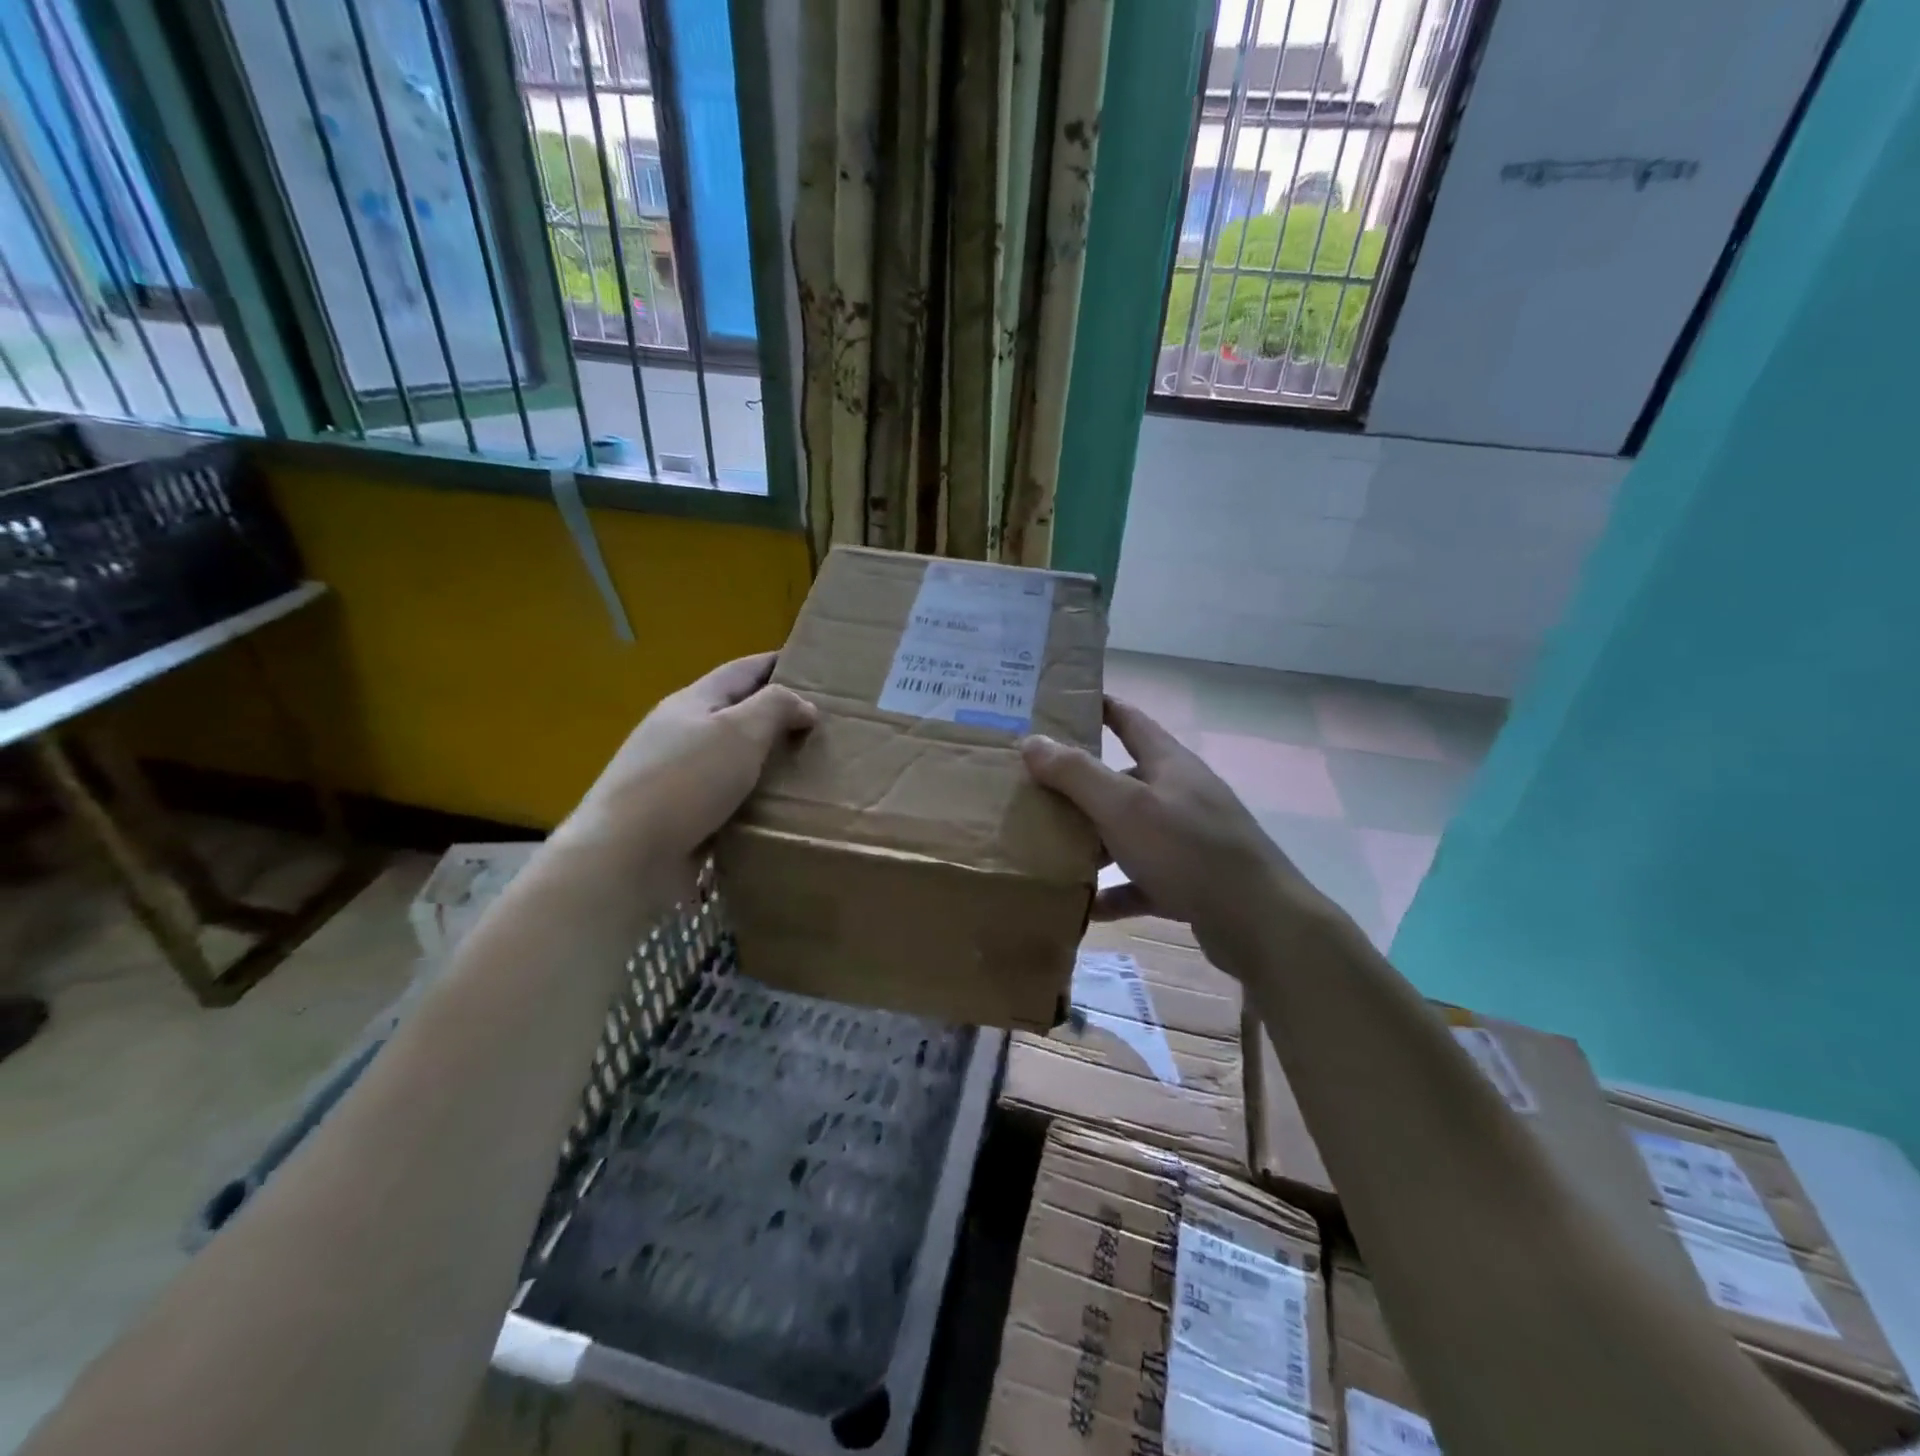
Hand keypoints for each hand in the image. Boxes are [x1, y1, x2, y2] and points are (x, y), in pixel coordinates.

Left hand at [558, 652, 814, 892]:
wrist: (626, 856)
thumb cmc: (687, 781)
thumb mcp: (740, 731)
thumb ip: (776, 708)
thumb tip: (804, 706)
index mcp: (691, 703)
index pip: (741, 671)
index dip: (775, 664)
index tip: (812, 668)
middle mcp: (680, 735)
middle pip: (734, 715)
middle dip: (774, 717)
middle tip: (821, 727)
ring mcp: (675, 779)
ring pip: (731, 760)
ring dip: (765, 762)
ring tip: (808, 771)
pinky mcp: (677, 819)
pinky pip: (725, 800)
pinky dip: (752, 800)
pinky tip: (776, 812)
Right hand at [1021, 697, 1336, 956]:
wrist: (1257, 922)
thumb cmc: (1187, 850)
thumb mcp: (1124, 807)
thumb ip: (1076, 774)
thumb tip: (1032, 741)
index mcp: (1169, 764)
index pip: (1130, 720)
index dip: (1099, 707)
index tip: (1061, 704)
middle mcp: (1180, 794)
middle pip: (1124, 781)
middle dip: (1081, 787)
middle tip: (1036, 792)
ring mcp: (1188, 839)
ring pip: (1130, 832)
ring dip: (1094, 842)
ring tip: (1050, 851)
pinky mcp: (1191, 881)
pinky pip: (1142, 880)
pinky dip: (1116, 890)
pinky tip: (1085, 906)